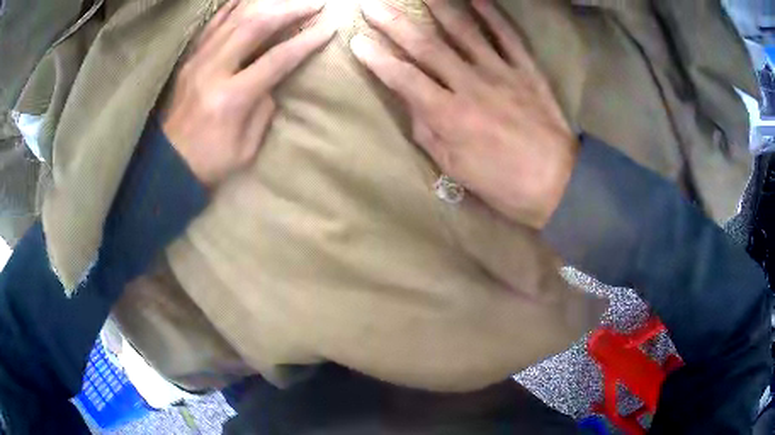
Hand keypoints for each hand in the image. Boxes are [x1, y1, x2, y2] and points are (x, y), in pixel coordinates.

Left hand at [163, 0, 335, 186]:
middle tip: (314, 4)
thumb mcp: (247, 147)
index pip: (277, 59)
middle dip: (289, 10)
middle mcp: (213, 71)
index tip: (329, 28)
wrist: (167, 164)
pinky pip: (213, 24)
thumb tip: (273, 80)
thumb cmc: (210, 161)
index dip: (306, 41)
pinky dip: (233, 7)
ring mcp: (198, 61)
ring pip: (234, 18)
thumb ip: (264, 108)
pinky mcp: (190, 59)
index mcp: (232, 98)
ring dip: (266, 3)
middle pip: (255, 26)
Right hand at [350, 0, 576, 228]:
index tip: (357, 41)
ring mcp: (501, 72)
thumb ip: (428, 132)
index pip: (404, 78)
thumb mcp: (456, 168)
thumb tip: (411, 102)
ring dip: (439, 7)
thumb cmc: (503, 183)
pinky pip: (507, 36)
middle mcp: (471, 85)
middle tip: (372, 5)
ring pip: (464, 32)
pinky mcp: (526, 70)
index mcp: (449, 115)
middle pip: (427, 47)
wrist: (558, 182)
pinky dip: (492, 14)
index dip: (378, 59)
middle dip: (395, 24)